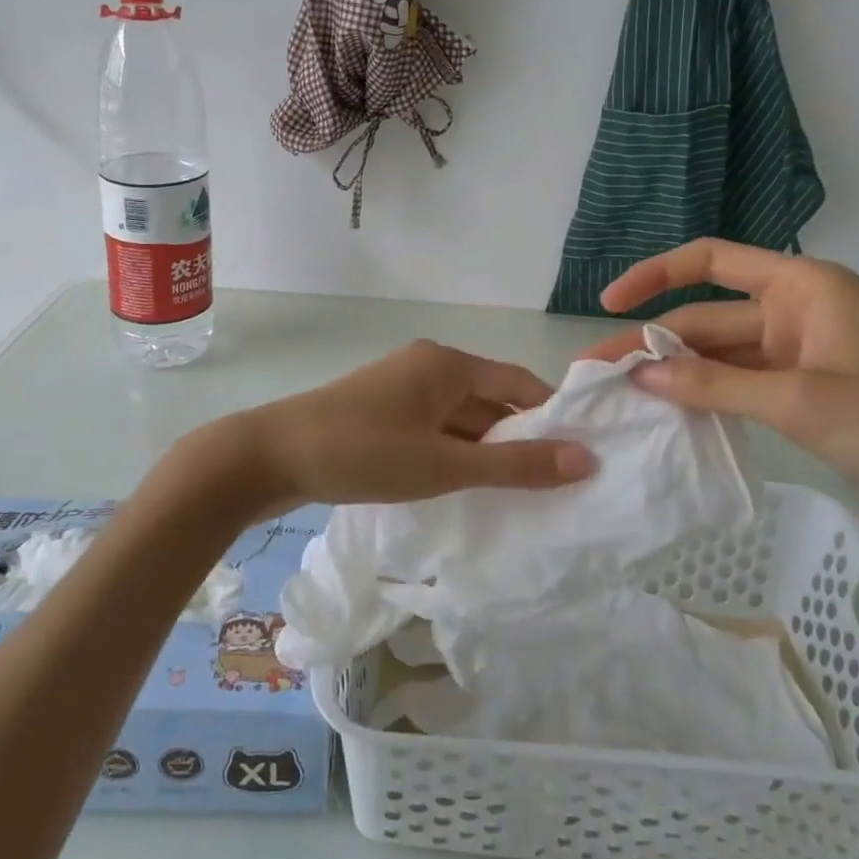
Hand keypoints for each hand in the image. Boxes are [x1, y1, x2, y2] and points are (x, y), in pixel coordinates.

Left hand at [228, 340, 595, 515]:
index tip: (579, 456)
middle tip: (554, 486)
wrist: (271, 456)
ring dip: (485, 450)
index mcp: (448, 364)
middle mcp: (429, 365)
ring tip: (518, 494)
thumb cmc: (364, 453)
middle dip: (519, 440)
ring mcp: (402, 387)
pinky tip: (464, 487)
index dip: (551, 417)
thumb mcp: (445, 465)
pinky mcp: (382, 411)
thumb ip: (516, 466)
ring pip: (461, 418)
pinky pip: (434, 427)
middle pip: (490, 400)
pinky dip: (454, 453)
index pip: (519, 383)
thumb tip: (586, 459)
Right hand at [587, 239, 858, 554]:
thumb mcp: (800, 401)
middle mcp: (796, 311)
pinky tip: (669, 414)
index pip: (711, 261)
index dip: (655, 275)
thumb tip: (641, 374)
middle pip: (707, 316)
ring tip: (623, 395)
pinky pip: (740, 385)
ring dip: (677, 372)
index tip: (609, 303)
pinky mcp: (804, 394)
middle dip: (654, 340)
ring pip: (720, 355)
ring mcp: (800, 355)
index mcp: (802, 286)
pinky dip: (706, 397)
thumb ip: (714, 385)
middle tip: (598, 371)